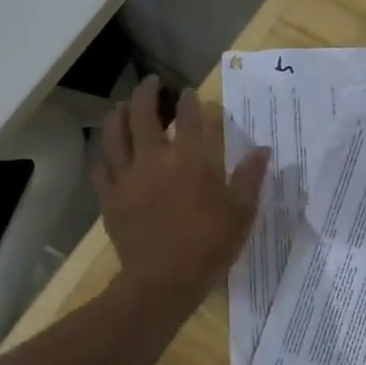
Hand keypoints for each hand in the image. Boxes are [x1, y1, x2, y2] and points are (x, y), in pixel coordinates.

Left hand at [95, 75, 270, 303]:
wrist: (163, 281)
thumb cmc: (208, 246)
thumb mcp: (241, 213)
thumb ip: (250, 178)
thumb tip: (263, 150)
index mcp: (190, 159)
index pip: (189, 116)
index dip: (189, 100)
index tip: (188, 93)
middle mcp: (154, 158)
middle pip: (143, 114)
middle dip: (147, 93)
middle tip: (150, 83)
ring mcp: (127, 177)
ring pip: (114, 133)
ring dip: (118, 114)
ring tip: (122, 107)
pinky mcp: (109, 197)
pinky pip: (101, 167)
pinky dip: (105, 153)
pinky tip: (108, 152)